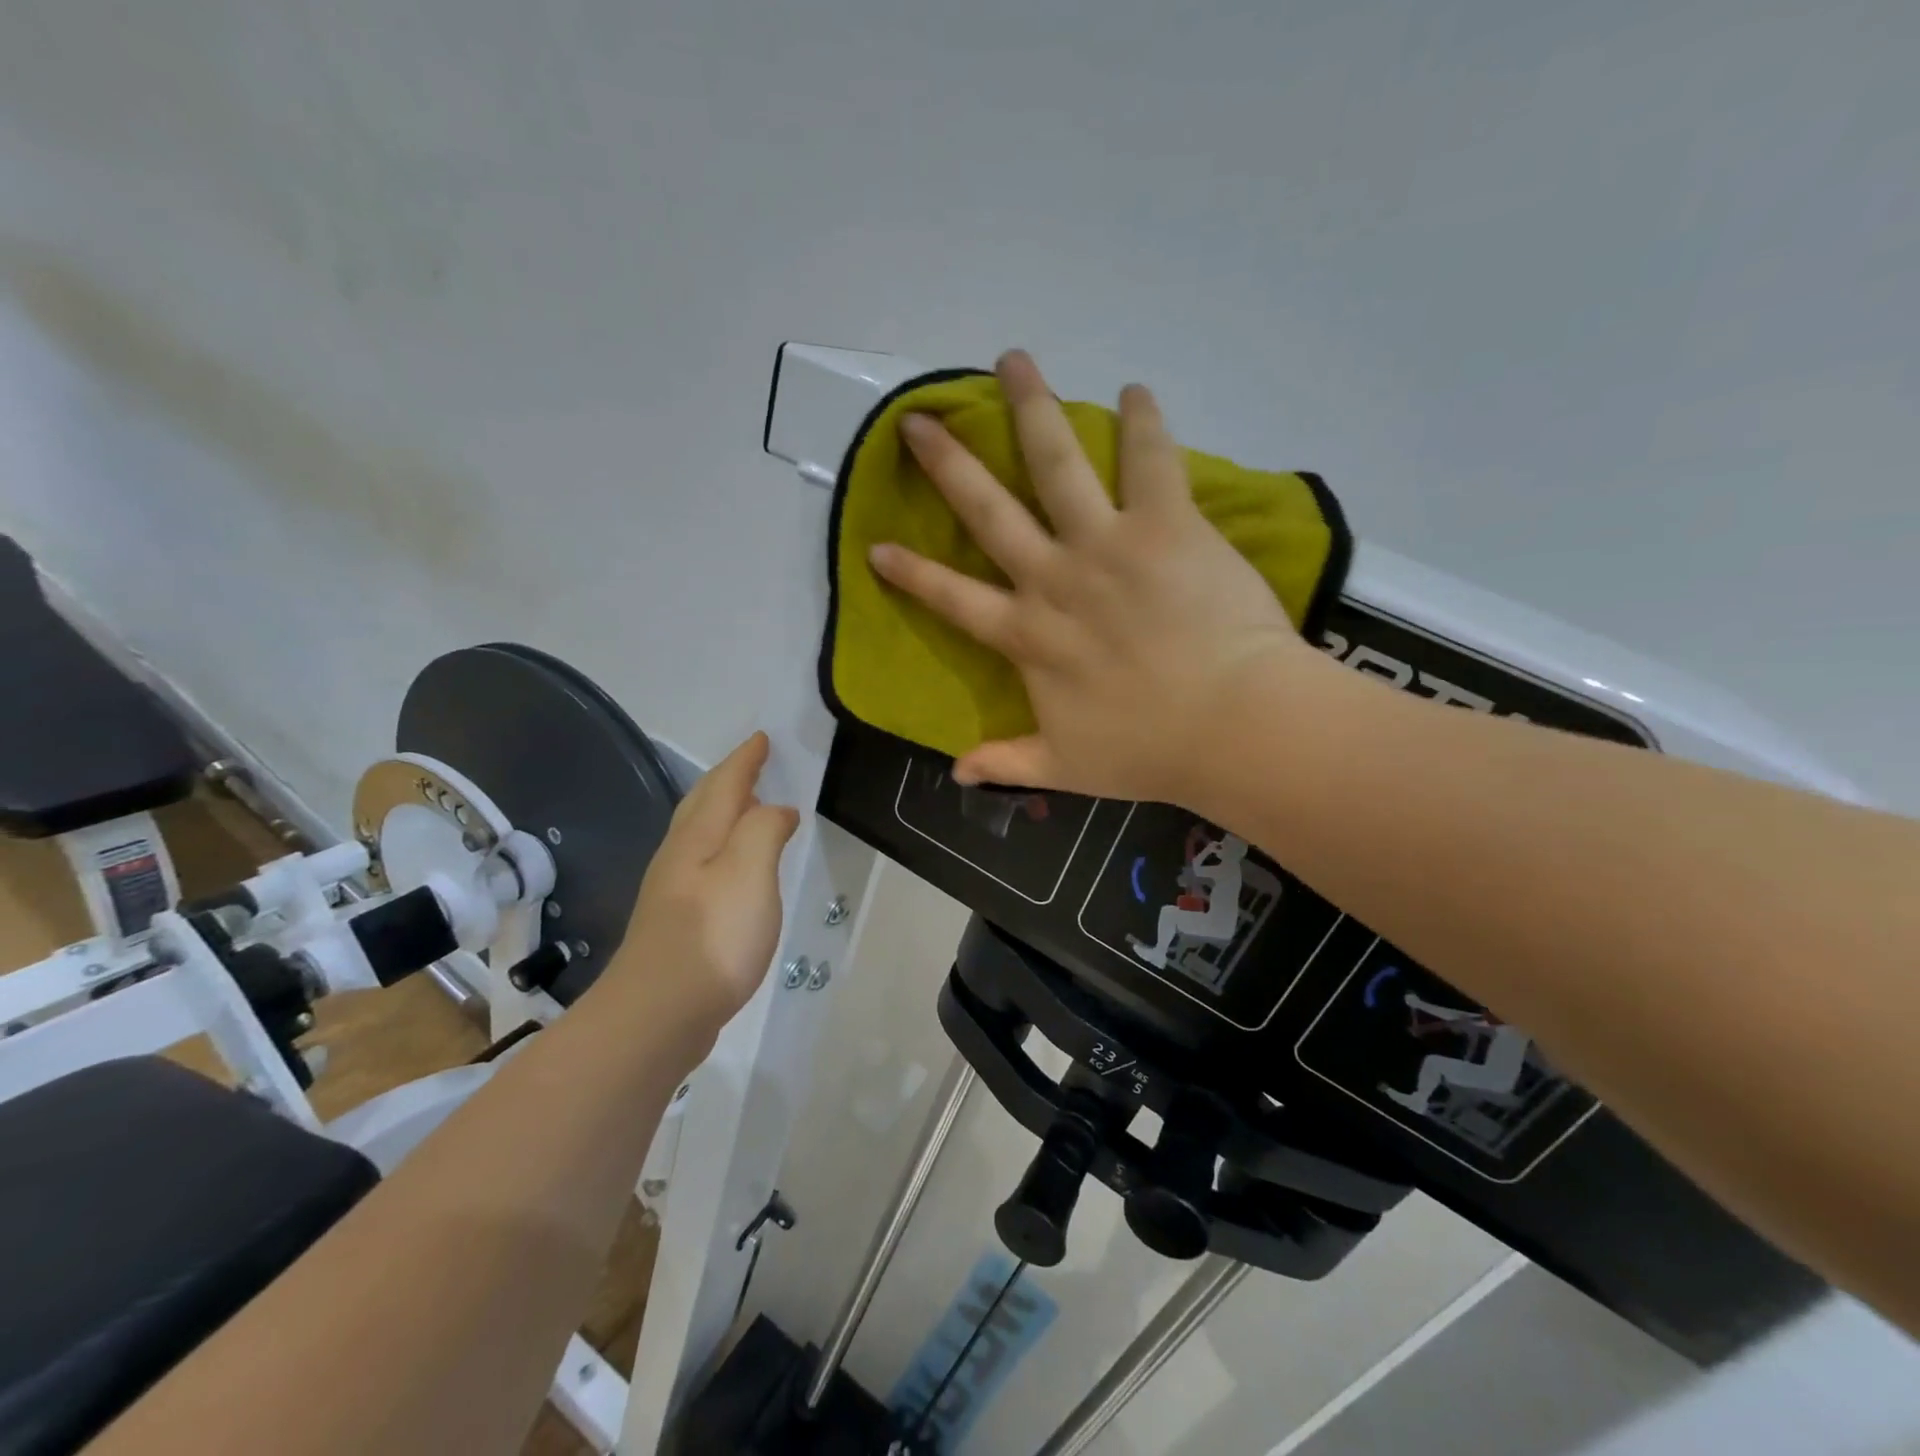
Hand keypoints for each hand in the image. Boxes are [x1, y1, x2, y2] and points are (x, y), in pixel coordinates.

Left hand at [607, 732, 798, 1037]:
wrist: (658, 1012)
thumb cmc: (713, 935)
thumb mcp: (749, 871)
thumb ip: (764, 830)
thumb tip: (777, 810)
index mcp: (699, 836)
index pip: (725, 784)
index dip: (745, 760)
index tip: (762, 739)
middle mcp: (680, 855)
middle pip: (703, 803)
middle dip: (728, 778)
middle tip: (751, 762)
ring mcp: (673, 890)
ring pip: (699, 833)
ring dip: (723, 810)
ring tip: (747, 806)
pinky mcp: (677, 921)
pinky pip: (703, 862)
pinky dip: (722, 846)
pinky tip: (732, 866)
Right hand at [869, 350, 1328, 806]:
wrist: (1232, 725)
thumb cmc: (1148, 750)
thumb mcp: (1065, 768)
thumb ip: (1008, 762)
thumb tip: (956, 771)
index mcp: (1028, 636)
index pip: (952, 599)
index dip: (912, 573)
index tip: (876, 545)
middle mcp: (1054, 578)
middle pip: (988, 510)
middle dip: (948, 463)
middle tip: (918, 421)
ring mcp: (1106, 544)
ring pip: (1056, 463)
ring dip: (1031, 408)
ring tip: (1012, 360)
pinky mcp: (1165, 524)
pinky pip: (1150, 460)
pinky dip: (1143, 422)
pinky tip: (1135, 390)